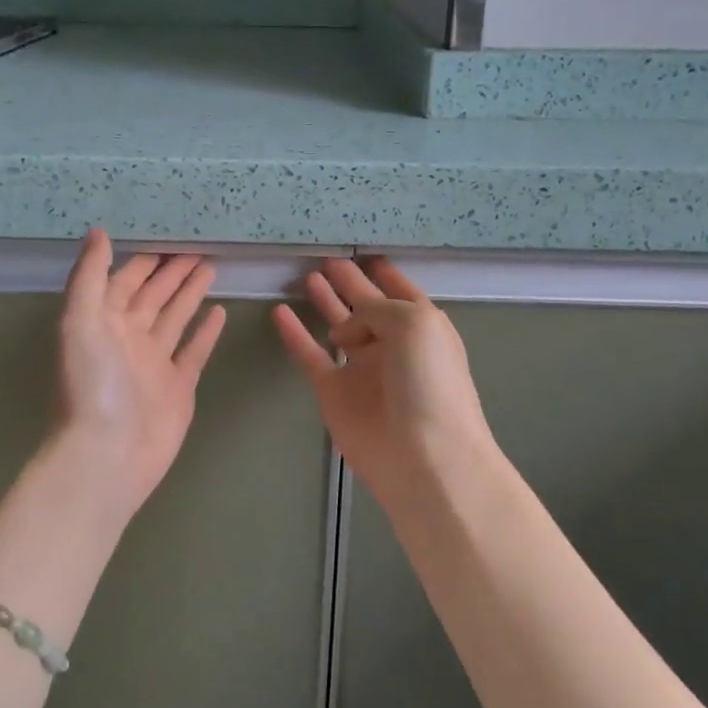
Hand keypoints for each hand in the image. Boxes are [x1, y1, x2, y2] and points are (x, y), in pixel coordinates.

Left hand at [45, 229, 227, 515]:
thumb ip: (89, 276)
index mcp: (104, 320)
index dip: (145, 260)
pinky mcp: (179, 386)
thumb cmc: (93, 384)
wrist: (108, 454)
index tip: (168, 237)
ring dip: (191, 294)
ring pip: (176, 318)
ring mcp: (155, 363)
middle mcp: (129, 337)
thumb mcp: (80, 321)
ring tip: (211, 268)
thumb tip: (98, 232)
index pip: (126, 280)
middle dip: (173, 272)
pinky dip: (206, 332)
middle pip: (155, 296)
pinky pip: (194, 351)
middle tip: (200, 247)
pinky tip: (219, 312)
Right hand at [273, 258, 499, 502]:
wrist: (422, 455)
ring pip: (338, 325)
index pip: (400, 290)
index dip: (383, 272)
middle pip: (366, 304)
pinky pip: (310, 354)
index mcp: (421, 326)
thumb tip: (346, 328)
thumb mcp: (414, 323)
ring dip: (325, 301)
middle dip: (350, 282)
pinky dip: (295, 334)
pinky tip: (279, 311)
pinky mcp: (333, 391)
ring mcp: (361, 368)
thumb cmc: (428, 382)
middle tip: (327, 259)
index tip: (365, 253)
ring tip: (307, 276)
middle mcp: (392, 343)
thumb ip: (377, 308)